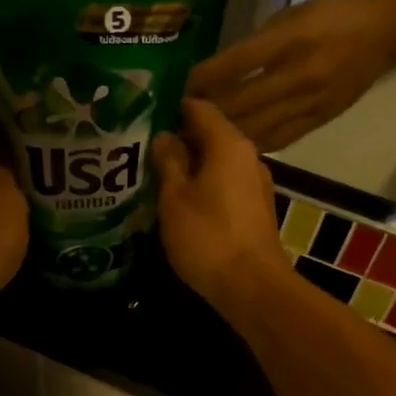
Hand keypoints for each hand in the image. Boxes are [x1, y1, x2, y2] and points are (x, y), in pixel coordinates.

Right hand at [152, 99, 293, 310]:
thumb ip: (167, 162)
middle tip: (140, 149)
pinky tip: (179, 202)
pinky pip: (224, 185)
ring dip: (188, 167)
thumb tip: (163, 136)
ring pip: (216, 162)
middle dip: (176, 140)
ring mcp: (255, 184)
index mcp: (228, 144)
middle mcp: (247, 156)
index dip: (169, 108)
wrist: (252, 286)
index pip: (198, 108)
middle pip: (208, 135)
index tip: (141, 116)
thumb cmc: (208, 237)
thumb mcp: (175, 198)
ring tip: (154, 176)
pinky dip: (202, 186)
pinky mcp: (255, 209)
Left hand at [185, 0, 395, 149]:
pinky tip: (232, 146)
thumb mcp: (289, 16)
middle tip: (181, 119)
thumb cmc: (330, 17)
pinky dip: (251, 143)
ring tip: (199, 137)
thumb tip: (215, 72)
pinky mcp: (318, 121)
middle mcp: (297, 75)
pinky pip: (277, 139)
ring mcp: (309, 102)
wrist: (383, 34)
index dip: (203, 80)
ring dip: (224, 134)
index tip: (180, 89)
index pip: (234, 65)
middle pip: (240, 103)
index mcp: (289, 40)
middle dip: (207, 112)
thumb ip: (253, 44)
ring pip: (256, 127)